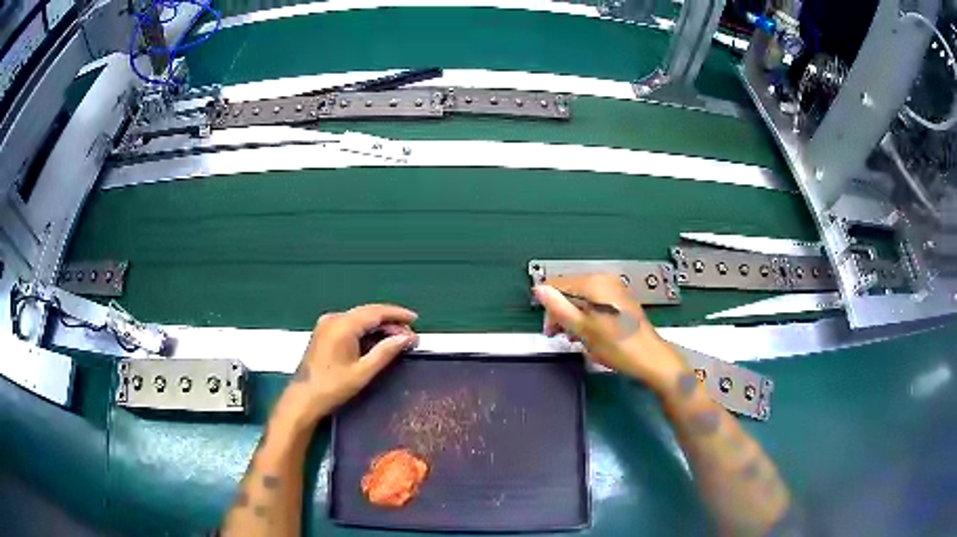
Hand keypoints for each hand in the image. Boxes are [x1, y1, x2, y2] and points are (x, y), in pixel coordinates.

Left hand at [289, 304, 418, 420]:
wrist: (303, 398)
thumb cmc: (333, 387)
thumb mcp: (363, 371)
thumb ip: (386, 351)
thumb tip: (407, 337)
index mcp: (343, 325)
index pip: (375, 312)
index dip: (397, 314)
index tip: (416, 319)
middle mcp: (334, 319)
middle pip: (367, 313)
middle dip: (390, 322)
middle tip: (410, 334)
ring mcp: (327, 324)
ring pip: (359, 319)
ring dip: (379, 327)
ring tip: (398, 339)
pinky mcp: (324, 333)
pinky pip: (350, 325)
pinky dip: (366, 331)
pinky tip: (377, 342)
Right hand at [533, 274, 684, 390]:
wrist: (650, 359)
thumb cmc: (618, 346)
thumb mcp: (582, 329)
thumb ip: (559, 308)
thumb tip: (540, 290)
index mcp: (595, 283)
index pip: (558, 285)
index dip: (548, 306)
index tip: (549, 327)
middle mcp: (605, 281)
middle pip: (570, 291)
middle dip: (561, 313)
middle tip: (559, 335)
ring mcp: (614, 290)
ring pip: (582, 300)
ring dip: (573, 318)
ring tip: (575, 338)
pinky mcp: (620, 302)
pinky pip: (595, 305)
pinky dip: (587, 318)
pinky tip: (588, 335)